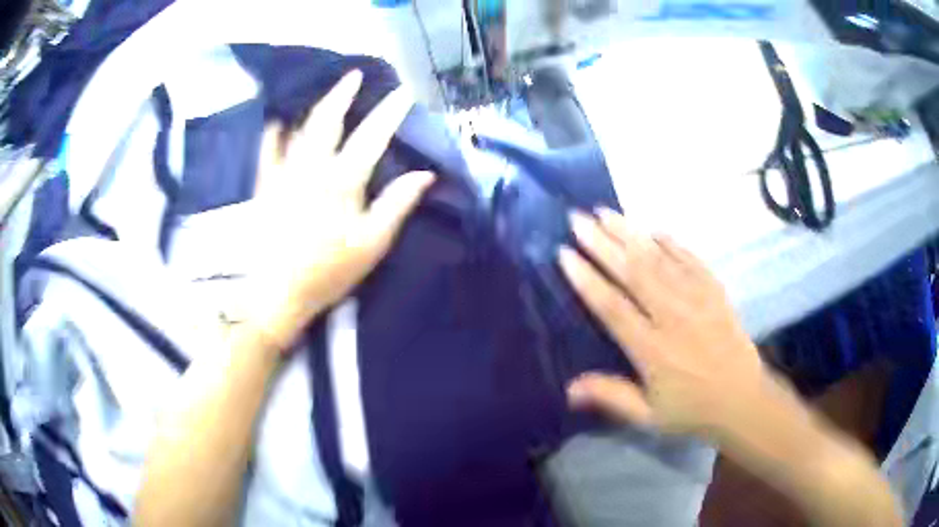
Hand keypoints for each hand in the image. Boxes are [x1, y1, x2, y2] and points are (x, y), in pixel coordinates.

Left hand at [248, 71, 433, 350]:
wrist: (277, 294)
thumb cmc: (328, 272)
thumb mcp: (372, 244)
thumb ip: (396, 205)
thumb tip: (424, 174)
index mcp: (342, 181)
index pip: (372, 136)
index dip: (390, 112)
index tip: (404, 92)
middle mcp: (311, 168)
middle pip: (328, 120)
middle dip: (343, 94)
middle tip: (354, 75)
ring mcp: (283, 174)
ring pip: (299, 129)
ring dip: (314, 107)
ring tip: (325, 94)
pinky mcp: (264, 186)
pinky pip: (267, 150)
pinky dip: (274, 133)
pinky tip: (278, 122)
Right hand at [559, 209, 766, 437]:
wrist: (743, 399)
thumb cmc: (692, 410)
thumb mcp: (648, 416)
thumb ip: (611, 397)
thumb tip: (568, 388)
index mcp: (653, 350)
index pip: (613, 307)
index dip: (587, 279)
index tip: (565, 254)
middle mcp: (673, 317)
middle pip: (634, 272)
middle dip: (602, 243)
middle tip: (577, 218)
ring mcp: (697, 299)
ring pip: (659, 259)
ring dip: (630, 233)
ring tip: (605, 212)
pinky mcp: (715, 291)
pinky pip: (691, 259)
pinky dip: (671, 242)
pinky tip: (653, 229)